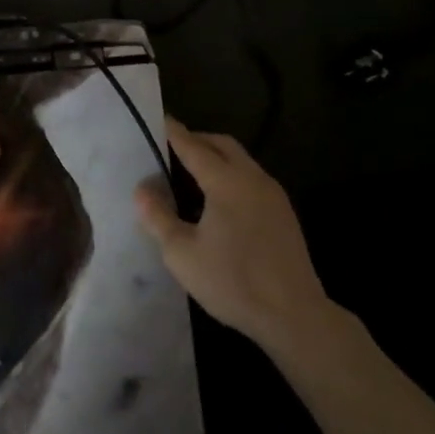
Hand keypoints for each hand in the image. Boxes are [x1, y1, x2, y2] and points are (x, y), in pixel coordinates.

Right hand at [134, 117, 328, 349]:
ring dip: (217, 156)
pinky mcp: (283, 213)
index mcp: (226, 182)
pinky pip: (252, 178)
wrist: (293, 314)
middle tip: (172, 145)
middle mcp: (252, 178)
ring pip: (241, 160)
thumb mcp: (182, 253)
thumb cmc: (232, 281)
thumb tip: (142, 189)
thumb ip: (158, 217)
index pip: (193, 146)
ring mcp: (273, 195)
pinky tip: (219, 197)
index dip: (174, 132)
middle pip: (222, 145)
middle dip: (197, 139)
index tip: (159, 119)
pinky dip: (231, 173)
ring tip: (192, 169)